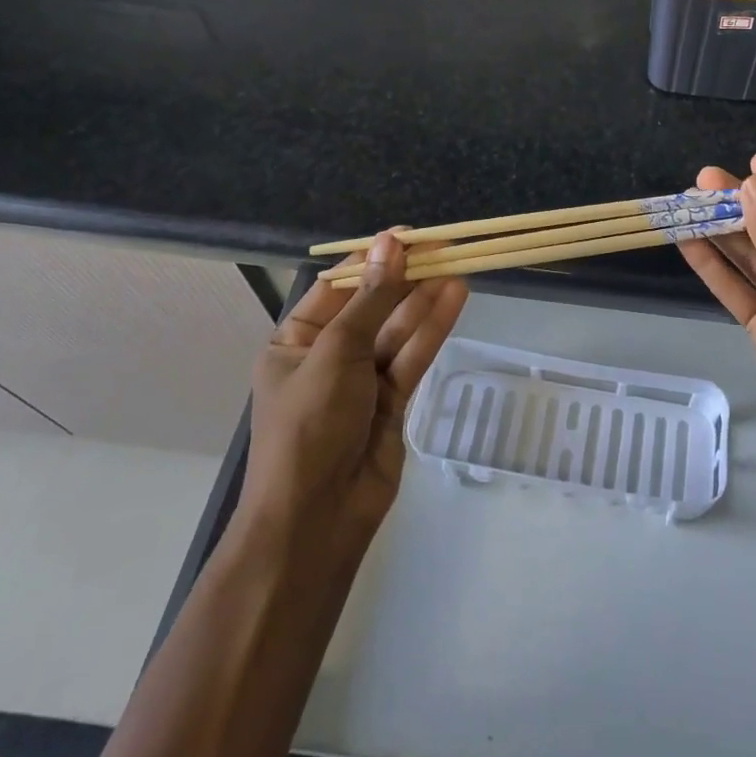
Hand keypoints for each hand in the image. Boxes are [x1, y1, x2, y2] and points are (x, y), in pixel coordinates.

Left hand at [239, 233, 468, 541]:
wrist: (317, 520)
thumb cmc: (310, 427)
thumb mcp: (336, 353)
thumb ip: (371, 298)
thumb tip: (391, 242)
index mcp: (296, 341)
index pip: (337, 287)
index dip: (371, 259)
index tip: (408, 236)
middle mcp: (328, 356)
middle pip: (372, 305)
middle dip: (405, 277)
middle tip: (444, 246)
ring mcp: (362, 380)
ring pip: (398, 329)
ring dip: (425, 298)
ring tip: (459, 264)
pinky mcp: (392, 401)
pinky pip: (413, 356)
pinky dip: (433, 327)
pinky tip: (456, 297)